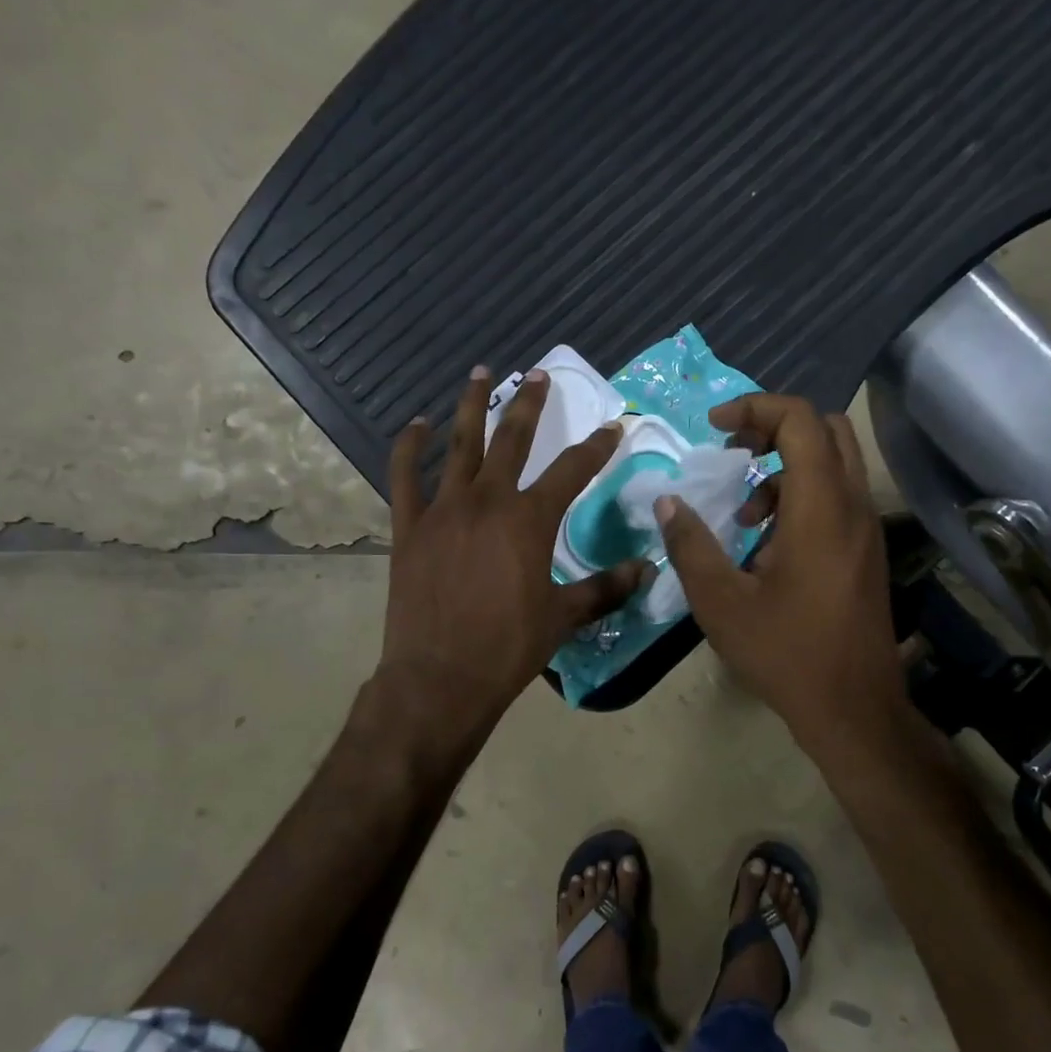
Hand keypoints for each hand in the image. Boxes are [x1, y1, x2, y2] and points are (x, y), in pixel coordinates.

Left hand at [381, 367, 648, 739]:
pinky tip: (415, 424)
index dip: (596, 447)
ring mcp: (443, 510)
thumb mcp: (564, 617)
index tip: (612, 426)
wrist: (440, 678)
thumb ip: (605, 588)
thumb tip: (646, 570)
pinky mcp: (409, 527)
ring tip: (481, 373)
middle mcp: (487, 501)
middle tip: (539, 375)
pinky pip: (404, 476)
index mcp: (530, 520)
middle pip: (511, 439)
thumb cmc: (508, 647)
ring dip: (471, 406)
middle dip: (529, 404)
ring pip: (458, 445)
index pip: (572, 470)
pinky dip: (408, 447)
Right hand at [656, 394, 906, 753]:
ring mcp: (866, 530)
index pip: (801, 421)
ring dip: (786, 467)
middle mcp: (853, 507)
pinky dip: (801, 497)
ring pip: (835, 463)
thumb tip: (668, 503)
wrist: (852, 707)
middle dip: (775, 427)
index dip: (755, 408)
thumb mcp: (721, 602)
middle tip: (733, 453)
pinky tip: (767, 546)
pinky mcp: (866, 552)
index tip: (715, 429)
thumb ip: (691, 546)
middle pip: (827, 429)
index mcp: (820, 509)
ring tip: (744, 514)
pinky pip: (837, 497)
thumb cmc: (785, 653)